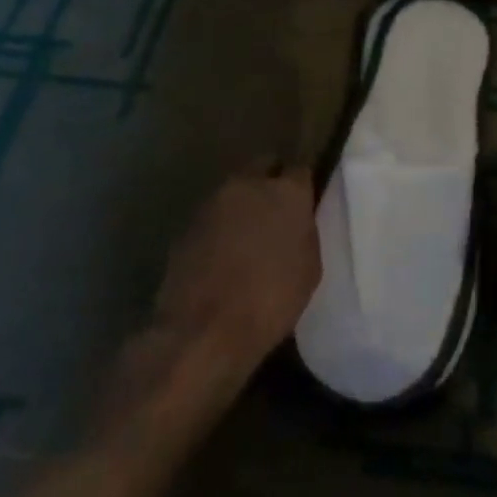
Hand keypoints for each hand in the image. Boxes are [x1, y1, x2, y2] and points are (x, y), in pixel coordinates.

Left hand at [153, 162, 321, 376]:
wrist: (203, 330)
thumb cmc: (270, 301)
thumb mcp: (308, 268)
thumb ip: (304, 232)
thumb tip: (296, 222)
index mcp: (287, 192)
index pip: (300, 169)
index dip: (302, 185)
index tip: (304, 202)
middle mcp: (249, 184)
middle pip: (264, 166)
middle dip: (270, 181)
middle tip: (276, 211)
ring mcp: (213, 201)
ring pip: (235, 190)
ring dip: (243, 204)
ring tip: (247, 235)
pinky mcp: (187, 223)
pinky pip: (213, 215)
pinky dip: (220, 227)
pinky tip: (222, 253)